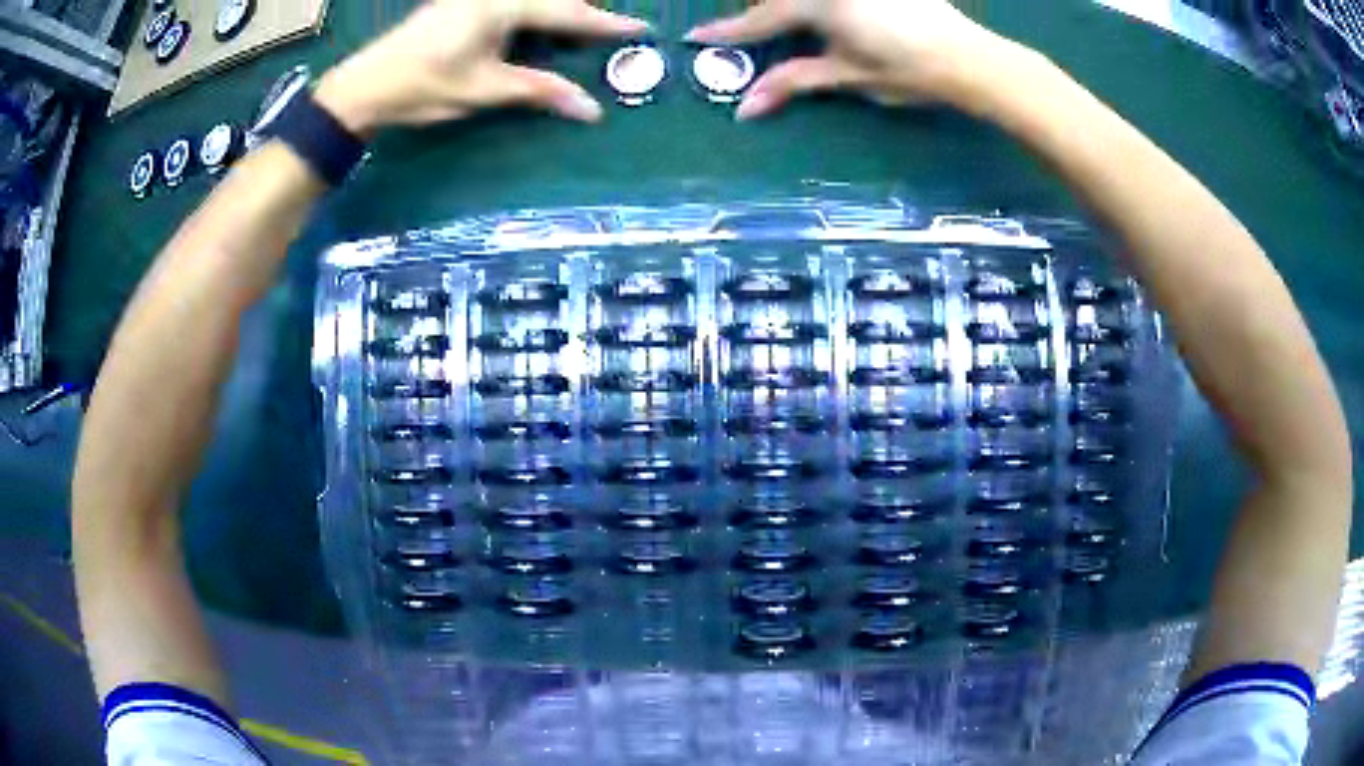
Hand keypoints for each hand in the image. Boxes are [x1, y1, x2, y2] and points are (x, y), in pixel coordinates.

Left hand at [315, 1, 647, 136]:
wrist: (363, 87)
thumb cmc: (423, 86)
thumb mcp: (485, 89)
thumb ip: (541, 91)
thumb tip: (592, 110)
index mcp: (502, 4)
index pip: (567, 11)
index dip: (605, 23)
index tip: (640, 28)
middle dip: (581, 14)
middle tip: (605, 33)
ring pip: (531, 0)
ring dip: (556, 13)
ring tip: (574, 34)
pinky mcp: (460, 4)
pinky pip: (510, 4)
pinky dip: (531, 15)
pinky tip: (535, 30)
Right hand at [686, 0, 1027, 118]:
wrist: (969, 57)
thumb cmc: (908, 71)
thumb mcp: (848, 76)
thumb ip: (794, 81)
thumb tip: (745, 107)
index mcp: (819, 5)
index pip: (761, 20)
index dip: (728, 33)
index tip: (695, 38)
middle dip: (759, 13)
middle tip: (744, 32)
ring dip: (786, 7)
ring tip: (784, 24)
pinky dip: (817, 7)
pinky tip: (824, 18)